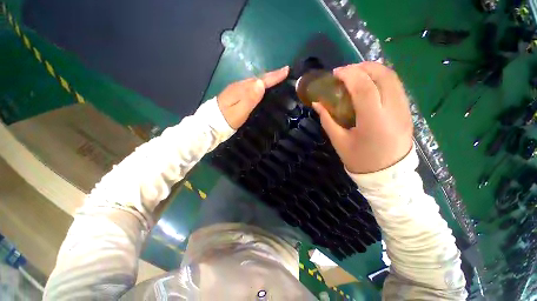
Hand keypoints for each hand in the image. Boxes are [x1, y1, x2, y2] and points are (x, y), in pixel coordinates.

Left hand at [218, 66, 289, 128]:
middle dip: (271, 76)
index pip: (261, 80)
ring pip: (254, 82)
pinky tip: (261, 89)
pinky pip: (250, 86)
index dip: (274, 76)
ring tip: (276, 80)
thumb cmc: (227, 119)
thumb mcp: (240, 111)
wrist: (210, 124)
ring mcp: (236, 90)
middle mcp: (239, 86)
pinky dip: (258, 86)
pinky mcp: (235, 94)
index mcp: (242, 89)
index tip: (286, 70)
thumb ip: (250, 98)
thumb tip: (261, 83)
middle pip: (258, 79)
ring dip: (265, 80)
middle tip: (284, 74)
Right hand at [312, 62, 412, 173]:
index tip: (335, 73)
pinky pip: (396, 86)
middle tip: (345, 72)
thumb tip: (317, 103)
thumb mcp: (339, 141)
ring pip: (393, 78)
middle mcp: (394, 110)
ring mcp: (404, 109)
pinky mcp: (407, 111)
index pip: (364, 87)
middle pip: (383, 76)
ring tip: (356, 74)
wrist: (388, 175)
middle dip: (362, 67)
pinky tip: (369, 83)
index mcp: (374, 121)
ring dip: (373, 70)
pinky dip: (381, 78)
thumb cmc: (360, 160)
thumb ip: (327, 120)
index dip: (349, 75)